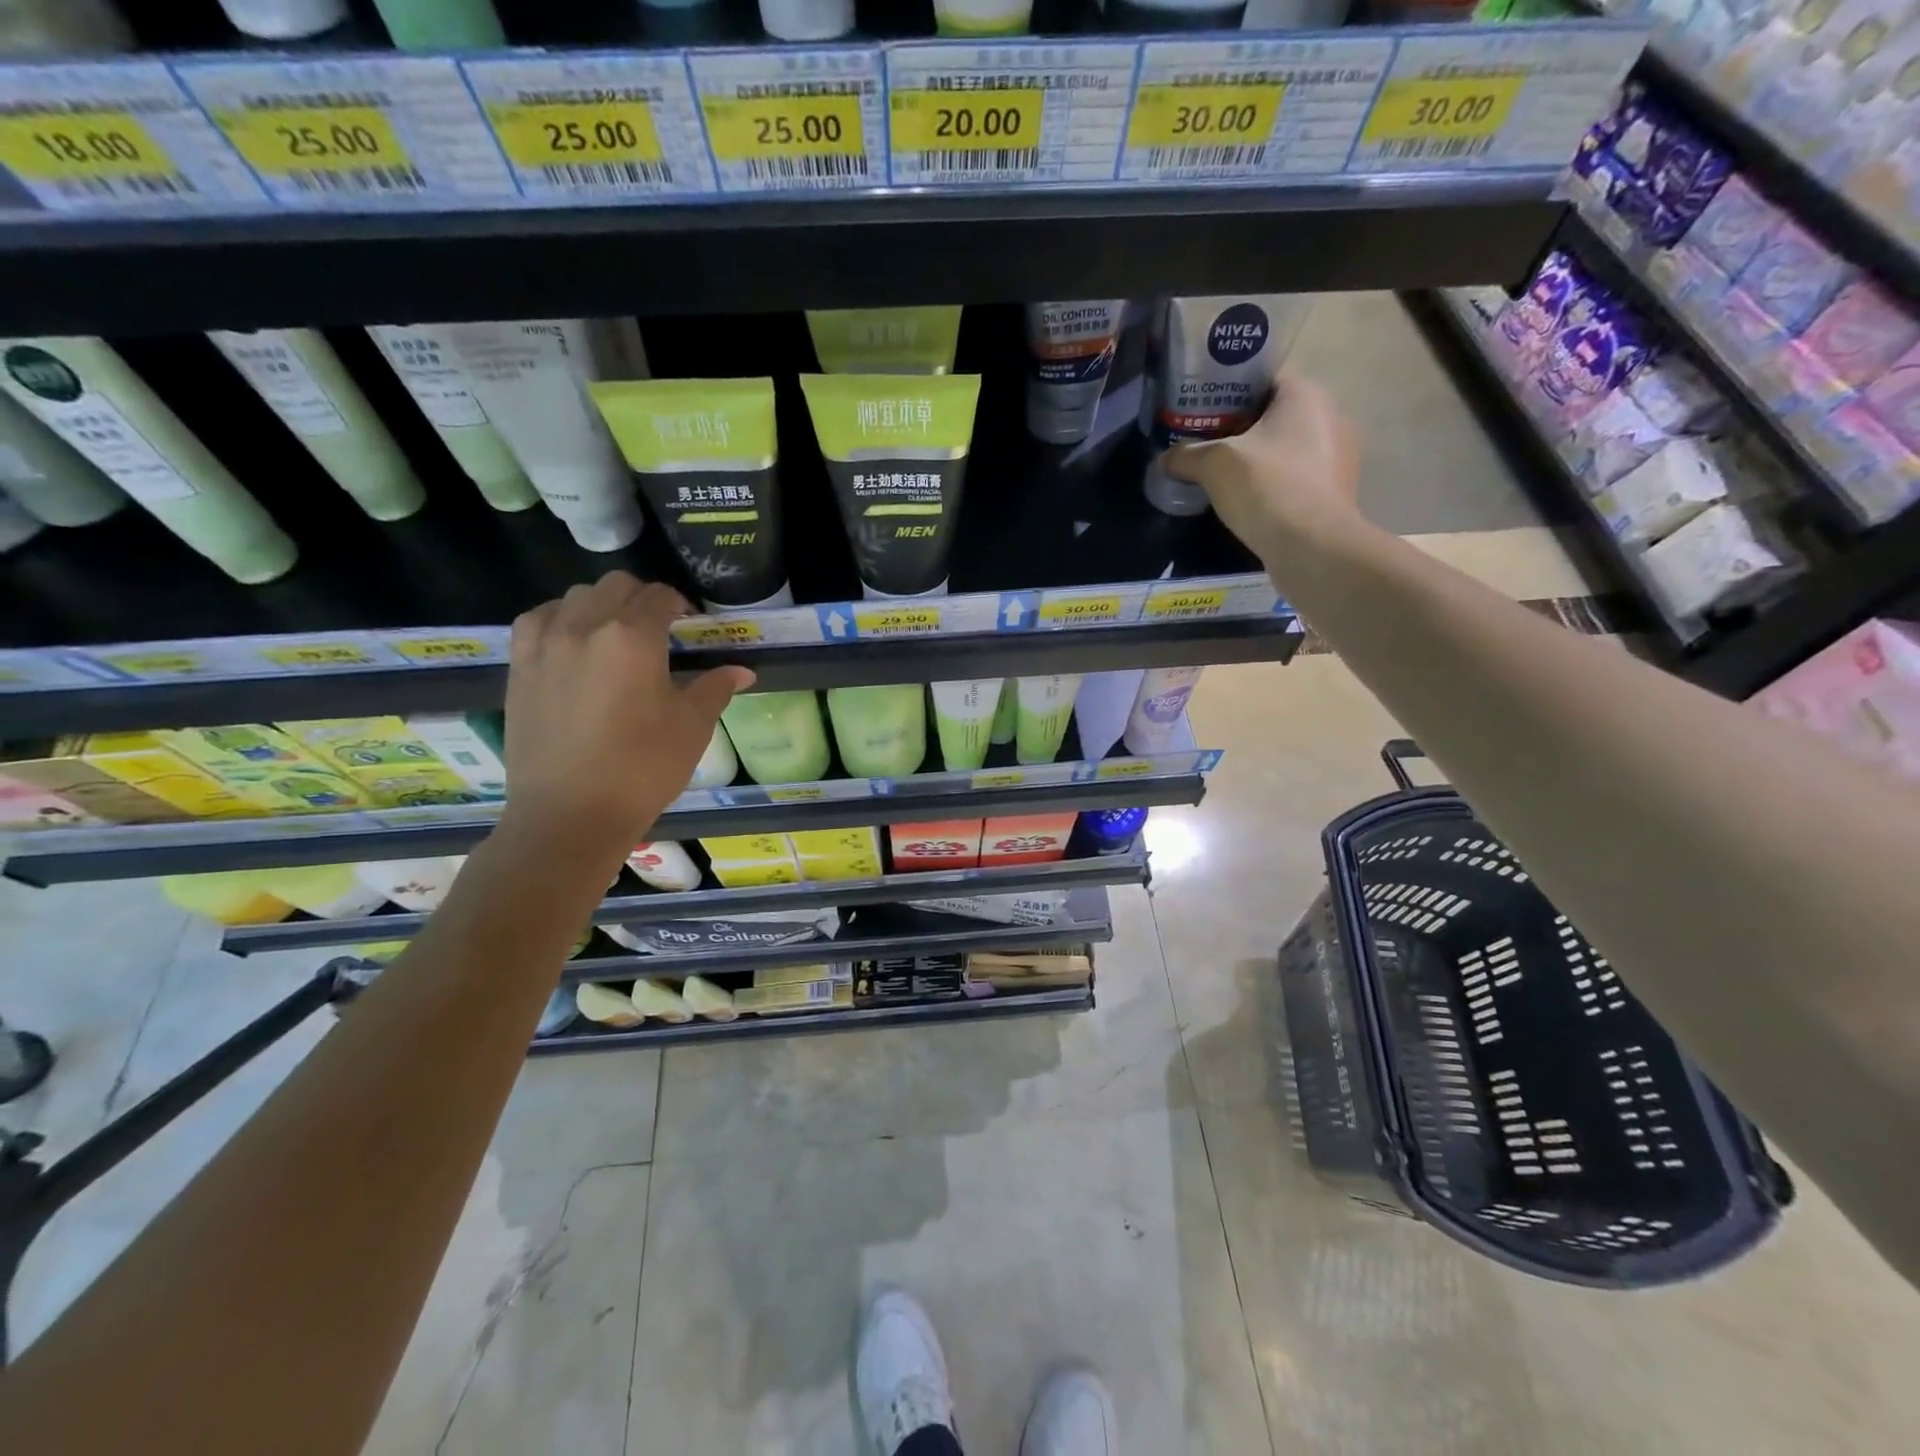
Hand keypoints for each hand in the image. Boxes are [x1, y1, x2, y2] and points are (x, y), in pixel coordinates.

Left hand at [497, 573, 752, 869]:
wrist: (570, 814)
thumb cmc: (642, 770)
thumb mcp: (691, 728)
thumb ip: (715, 689)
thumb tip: (742, 671)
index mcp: (634, 638)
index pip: (660, 597)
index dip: (680, 605)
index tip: (691, 624)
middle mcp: (585, 626)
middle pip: (616, 586)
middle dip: (642, 598)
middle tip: (658, 629)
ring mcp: (545, 643)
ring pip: (575, 596)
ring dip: (601, 604)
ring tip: (614, 636)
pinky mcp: (519, 665)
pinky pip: (540, 619)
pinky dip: (561, 619)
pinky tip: (573, 644)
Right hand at [1162, 373, 1363, 570]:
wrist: (1313, 547)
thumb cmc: (1267, 488)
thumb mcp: (1213, 465)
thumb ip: (1185, 456)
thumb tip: (1164, 459)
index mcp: (1306, 395)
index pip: (1264, 379)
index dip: (1231, 392)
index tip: (1204, 412)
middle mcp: (1332, 416)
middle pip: (1277, 415)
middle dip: (1244, 429)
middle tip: (1209, 445)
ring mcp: (1341, 457)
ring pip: (1290, 448)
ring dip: (1262, 459)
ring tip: (1226, 477)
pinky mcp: (1339, 492)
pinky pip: (1300, 478)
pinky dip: (1277, 485)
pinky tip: (1253, 503)